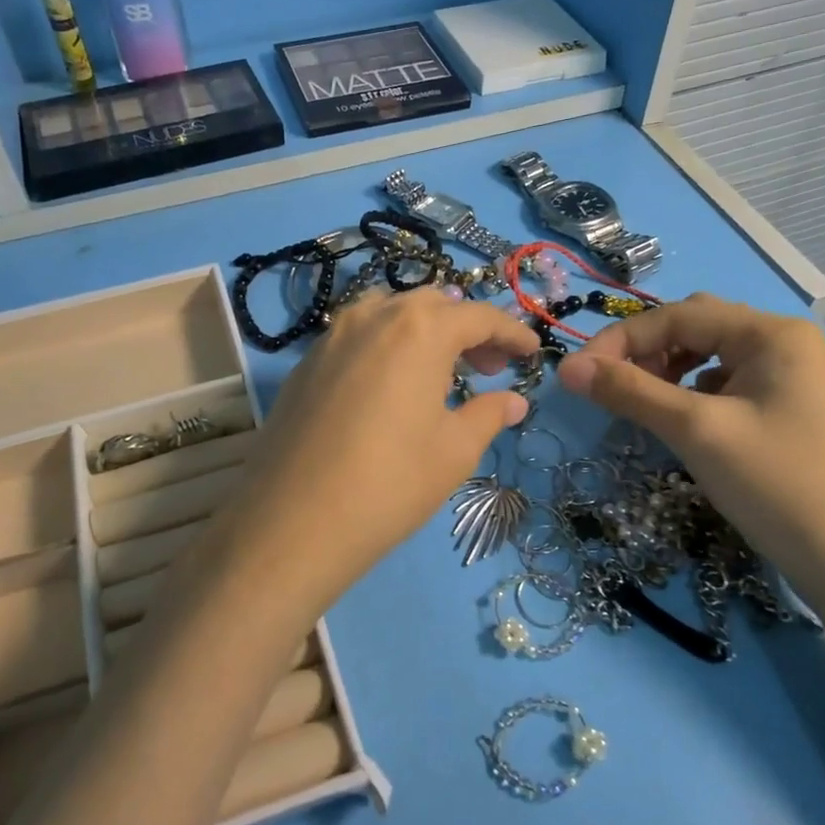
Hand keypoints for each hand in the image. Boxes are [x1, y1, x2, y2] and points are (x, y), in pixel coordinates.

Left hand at [219, 289, 538, 614]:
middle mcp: (374, 316)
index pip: (478, 316)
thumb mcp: (454, 451)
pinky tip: (393, 383)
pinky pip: (358, 333)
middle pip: (433, 305)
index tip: (532, 352)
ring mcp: (333, 334)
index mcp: (419, 329)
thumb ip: (488, 414)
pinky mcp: (307, 360)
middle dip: (468, 328)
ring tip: (441, 371)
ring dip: (425, 331)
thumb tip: (514, 401)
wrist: (293, 520)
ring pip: (391, 313)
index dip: (511, 332)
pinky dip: (388, 343)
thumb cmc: (390, 482)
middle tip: (488, 366)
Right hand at [556, 294, 824, 610]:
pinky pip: (730, 385)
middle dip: (648, 352)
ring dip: (669, 372)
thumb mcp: (697, 432)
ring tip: (646, 405)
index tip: (577, 375)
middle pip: (698, 328)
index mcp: (773, 334)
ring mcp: (795, 379)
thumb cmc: (779, 487)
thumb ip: (630, 391)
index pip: (679, 315)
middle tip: (614, 389)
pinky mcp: (794, 411)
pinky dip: (695, 394)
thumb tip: (567, 367)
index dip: (621, 340)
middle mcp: (788, 344)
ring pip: (712, 357)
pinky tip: (688, 423)